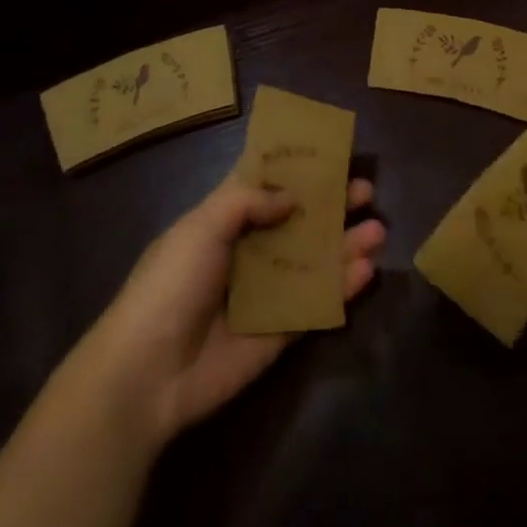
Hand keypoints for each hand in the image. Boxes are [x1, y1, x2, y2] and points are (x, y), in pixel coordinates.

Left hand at [73, 176, 385, 447]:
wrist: (148, 373)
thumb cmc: (172, 284)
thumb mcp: (203, 225)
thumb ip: (249, 201)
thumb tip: (293, 198)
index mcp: (222, 221)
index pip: (263, 185)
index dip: (294, 168)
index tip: (329, 152)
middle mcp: (247, 251)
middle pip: (298, 221)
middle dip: (331, 205)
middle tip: (365, 192)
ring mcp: (265, 292)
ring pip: (314, 261)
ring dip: (345, 245)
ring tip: (378, 230)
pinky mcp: (280, 331)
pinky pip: (317, 303)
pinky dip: (342, 288)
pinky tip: (366, 271)